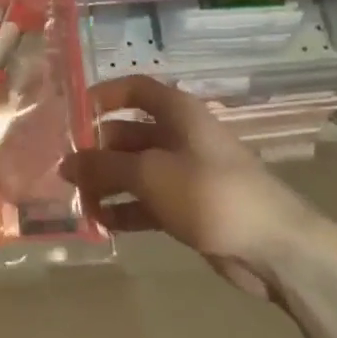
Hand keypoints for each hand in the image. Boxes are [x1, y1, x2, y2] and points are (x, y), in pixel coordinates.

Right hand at [60, 74, 318, 296]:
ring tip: (76, 201)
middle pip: (127, 133)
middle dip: (96, 151)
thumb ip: (103, 166)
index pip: (134, 90)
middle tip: (62, 171)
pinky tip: (101, 223)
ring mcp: (184, 173)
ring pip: (134, 170)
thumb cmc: (209, 192)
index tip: (70, 114)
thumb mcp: (149, 174)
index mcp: (177, 113)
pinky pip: (146, 201)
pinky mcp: (188, 206)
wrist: (274, 247)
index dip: (102, 96)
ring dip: (106, 184)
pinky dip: (125, 209)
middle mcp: (179, 136)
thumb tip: (65, 163)